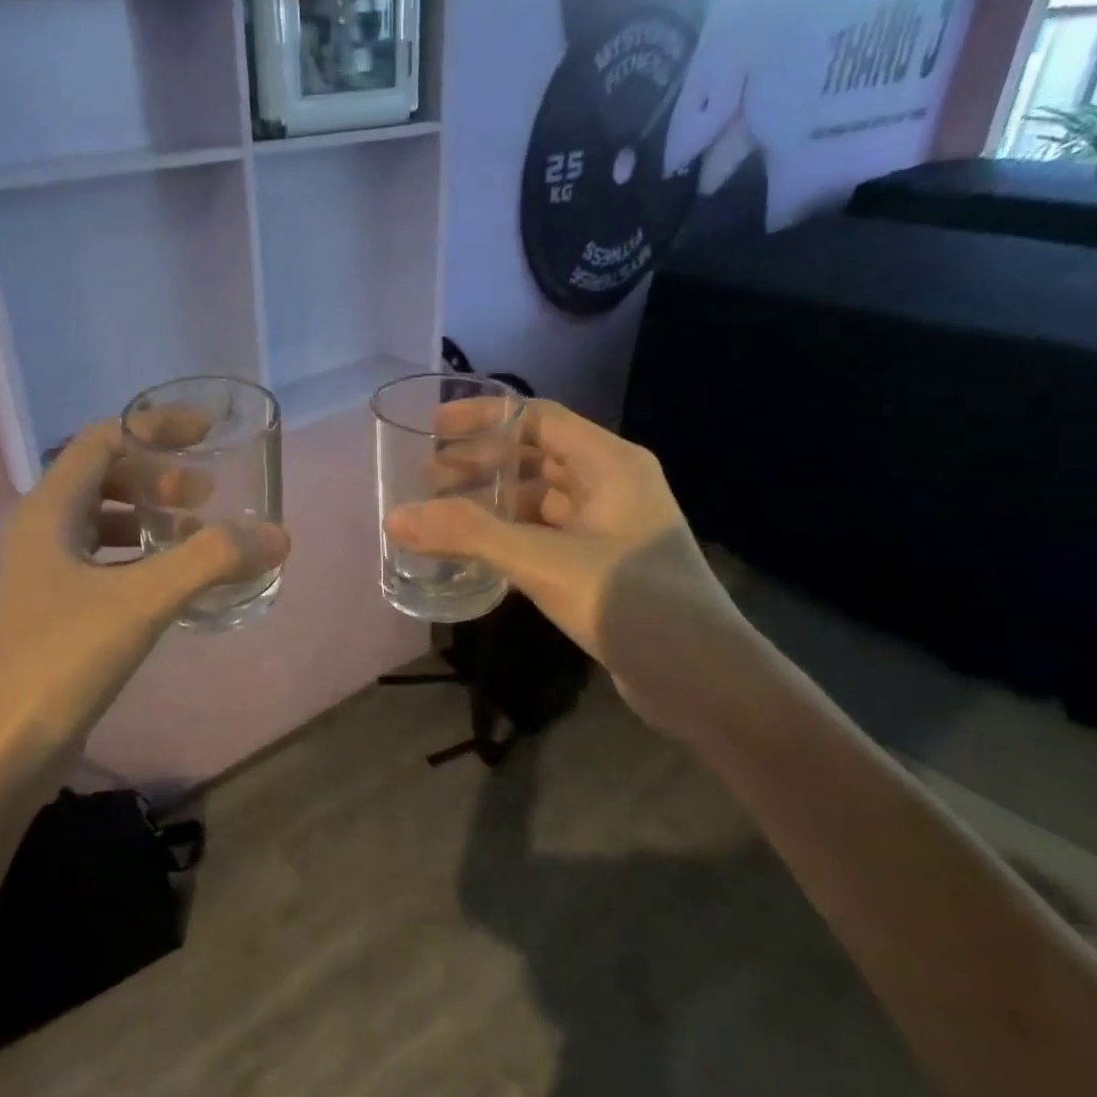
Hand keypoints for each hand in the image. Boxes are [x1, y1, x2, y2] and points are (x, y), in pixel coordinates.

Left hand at [0, 416, 288, 758]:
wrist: (3, 749)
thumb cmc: (62, 660)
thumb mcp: (141, 601)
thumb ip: (210, 561)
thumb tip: (275, 535)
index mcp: (50, 511)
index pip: (103, 440)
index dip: (155, 428)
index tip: (205, 433)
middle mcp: (42, 531)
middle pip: (103, 476)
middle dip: (157, 477)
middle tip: (205, 496)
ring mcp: (45, 572)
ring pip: (103, 520)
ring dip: (150, 516)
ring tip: (195, 534)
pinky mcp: (56, 608)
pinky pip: (104, 560)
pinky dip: (140, 556)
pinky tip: (171, 581)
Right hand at [382, 399, 740, 716]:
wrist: (701, 679)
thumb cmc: (628, 599)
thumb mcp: (541, 561)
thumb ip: (468, 535)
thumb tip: (395, 517)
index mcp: (610, 463)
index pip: (539, 417)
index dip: (485, 418)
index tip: (434, 428)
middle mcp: (613, 485)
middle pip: (537, 456)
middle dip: (482, 462)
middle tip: (428, 477)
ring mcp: (610, 527)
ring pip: (540, 499)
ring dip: (493, 501)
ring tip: (443, 514)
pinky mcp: (602, 565)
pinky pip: (546, 534)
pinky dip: (510, 536)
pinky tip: (476, 554)